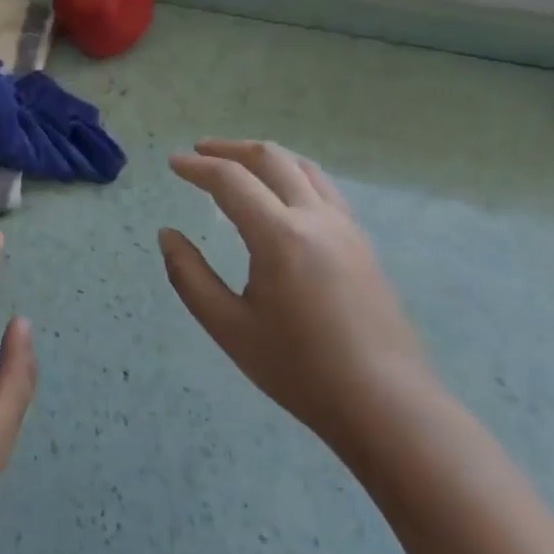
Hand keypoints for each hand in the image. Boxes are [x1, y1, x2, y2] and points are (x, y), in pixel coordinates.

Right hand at [159, 139, 433, 455]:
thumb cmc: (299, 369)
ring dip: (266, 157)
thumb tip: (167, 235)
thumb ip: (189, 276)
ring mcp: (346, 228)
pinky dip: (292, 176)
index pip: (231, 181)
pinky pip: (323, 189)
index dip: (197, 167)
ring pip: (303, 168)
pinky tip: (281, 197)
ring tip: (239, 164)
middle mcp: (316, 218)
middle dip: (230, 149)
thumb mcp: (228, 327)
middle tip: (200, 152)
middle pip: (271, 159)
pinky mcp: (362, 244)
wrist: (385, 404)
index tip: (172, 163)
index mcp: (279, 236)